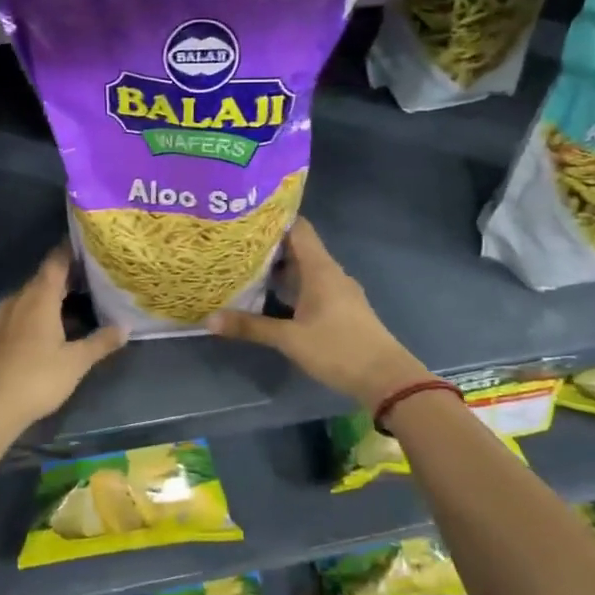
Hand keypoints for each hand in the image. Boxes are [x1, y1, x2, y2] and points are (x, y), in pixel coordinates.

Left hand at [0, 246, 125, 430]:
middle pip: (45, 278)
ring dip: (54, 296)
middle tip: (95, 276)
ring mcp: (5, 317)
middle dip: (68, 275)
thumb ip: (101, 341)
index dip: (71, 250)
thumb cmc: (37, 378)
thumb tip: (126, 326)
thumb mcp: (76, 361)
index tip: (90, 244)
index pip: (56, 261)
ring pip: (33, 296)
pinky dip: (41, 311)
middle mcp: (19, 299)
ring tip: (80, 301)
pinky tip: (55, 326)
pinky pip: (23, 311)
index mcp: (39, 297)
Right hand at [207, 219, 429, 409]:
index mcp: (320, 268)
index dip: (273, 218)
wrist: (386, 378)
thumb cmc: (338, 349)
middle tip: (234, 243)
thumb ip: (250, 327)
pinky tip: (271, 296)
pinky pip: (312, 285)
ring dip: (279, 267)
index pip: (298, 227)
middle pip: (298, 247)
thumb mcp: (289, 339)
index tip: (244, 217)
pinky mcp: (341, 308)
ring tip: (245, 267)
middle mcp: (330, 272)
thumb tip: (209, 318)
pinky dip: (292, 285)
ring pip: (305, 268)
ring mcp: (338, 290)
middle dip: (268, 245)